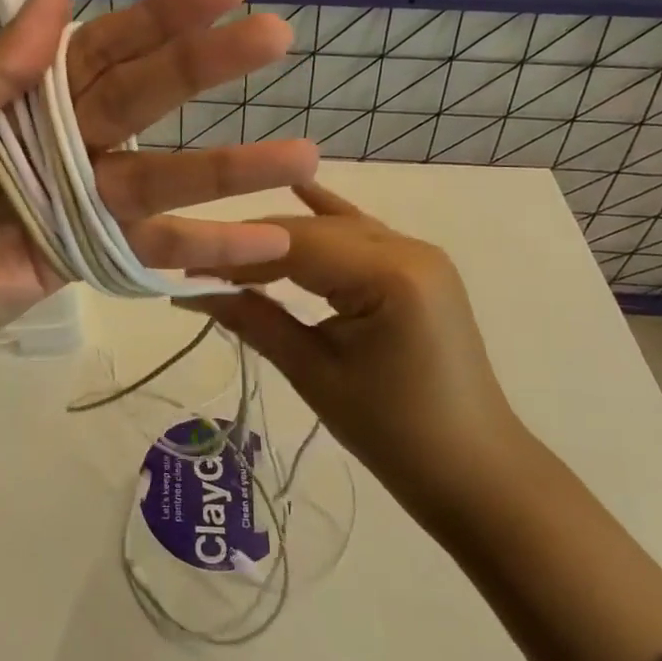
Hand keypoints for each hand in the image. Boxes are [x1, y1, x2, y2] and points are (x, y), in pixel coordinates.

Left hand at [0, 0, 318, 383]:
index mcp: (18, 93)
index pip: (102, 44)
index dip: (162, 15)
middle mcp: (60, 137)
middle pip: (145, 97)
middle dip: (207, 67)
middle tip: (275, 37)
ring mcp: (78, 199)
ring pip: (163, 174)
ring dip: (230, 166)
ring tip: (303, 155)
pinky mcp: (84, 257)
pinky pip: (149, 248)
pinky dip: (205, 249)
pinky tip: (266, 243)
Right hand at [187, 183, 525, 502]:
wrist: (476, 472)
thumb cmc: (394, 434)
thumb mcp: (314, 373)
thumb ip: (253, 320)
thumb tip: (189, 291)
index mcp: (390, 274)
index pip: (294, 245)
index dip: (236, 253)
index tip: (185, 267)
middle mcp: (409, 248)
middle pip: (313, 231)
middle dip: (254, 246)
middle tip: (199, 267)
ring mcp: (419, 254)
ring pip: (335, 230)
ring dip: (283, 241)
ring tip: (229, 252)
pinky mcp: (418, 269)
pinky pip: (363, 237)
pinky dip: (328, 220)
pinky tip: (299, 188)